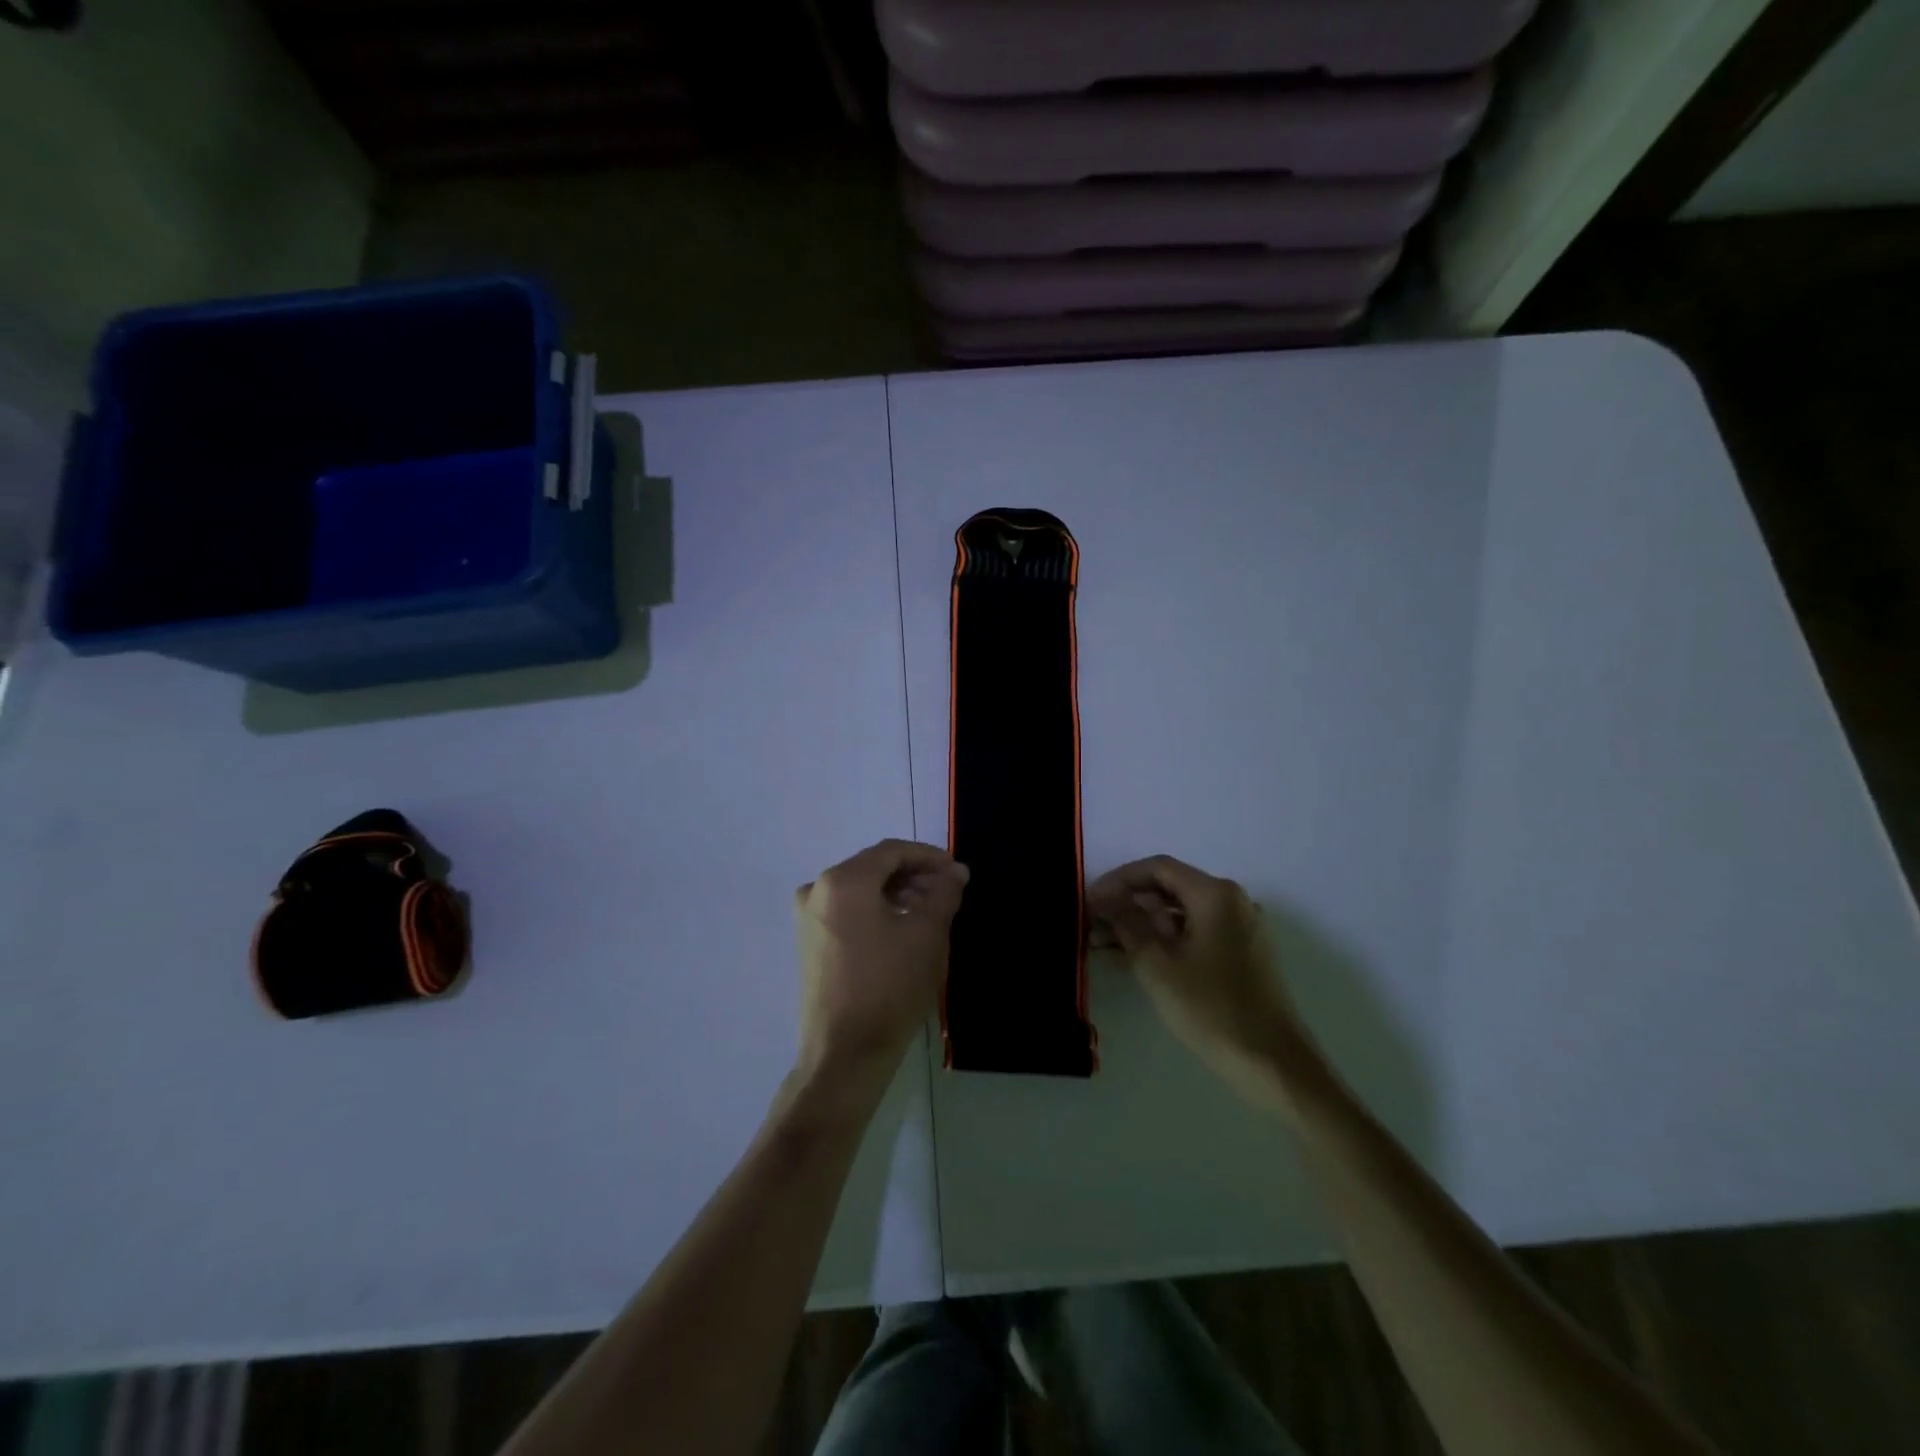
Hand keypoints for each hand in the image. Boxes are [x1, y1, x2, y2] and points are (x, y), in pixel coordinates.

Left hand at [793, 840, 968, 1102]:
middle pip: (874, 868)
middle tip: (947, 893)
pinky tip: (903, 930)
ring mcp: (808, 918)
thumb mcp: (927, 934)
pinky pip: (848, 911)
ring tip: (930, 913)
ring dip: (897, 894)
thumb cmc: (889, 987)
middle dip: (914, 876)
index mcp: (843, 881)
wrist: (845, 1054)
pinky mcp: (809, 942)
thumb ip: (944, 893)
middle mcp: (817, 890)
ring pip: (861, 890)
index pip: (892, 851)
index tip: (957, 872)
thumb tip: (955, 871)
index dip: (929, 857)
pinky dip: (876, 911)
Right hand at [1088, 856, 1311, 1101]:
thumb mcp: (1157, 965)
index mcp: (1215, 894)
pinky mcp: (1242, 954)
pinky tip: (1134, 959)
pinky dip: (1165, 941)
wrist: (1274, 1065)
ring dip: (1142, 925)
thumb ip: (1127, 923)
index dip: (1118, 880)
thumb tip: (1104, 897)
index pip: (1157, 869)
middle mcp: (1232, 901)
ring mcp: (1241, 928)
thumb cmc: (1212, 1009)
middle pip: (1170, 888)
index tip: (1089, 900)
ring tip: (1103, 945)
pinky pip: (1195, 934)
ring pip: (1181, 914)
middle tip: (1092, 924)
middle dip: (1128, 904)